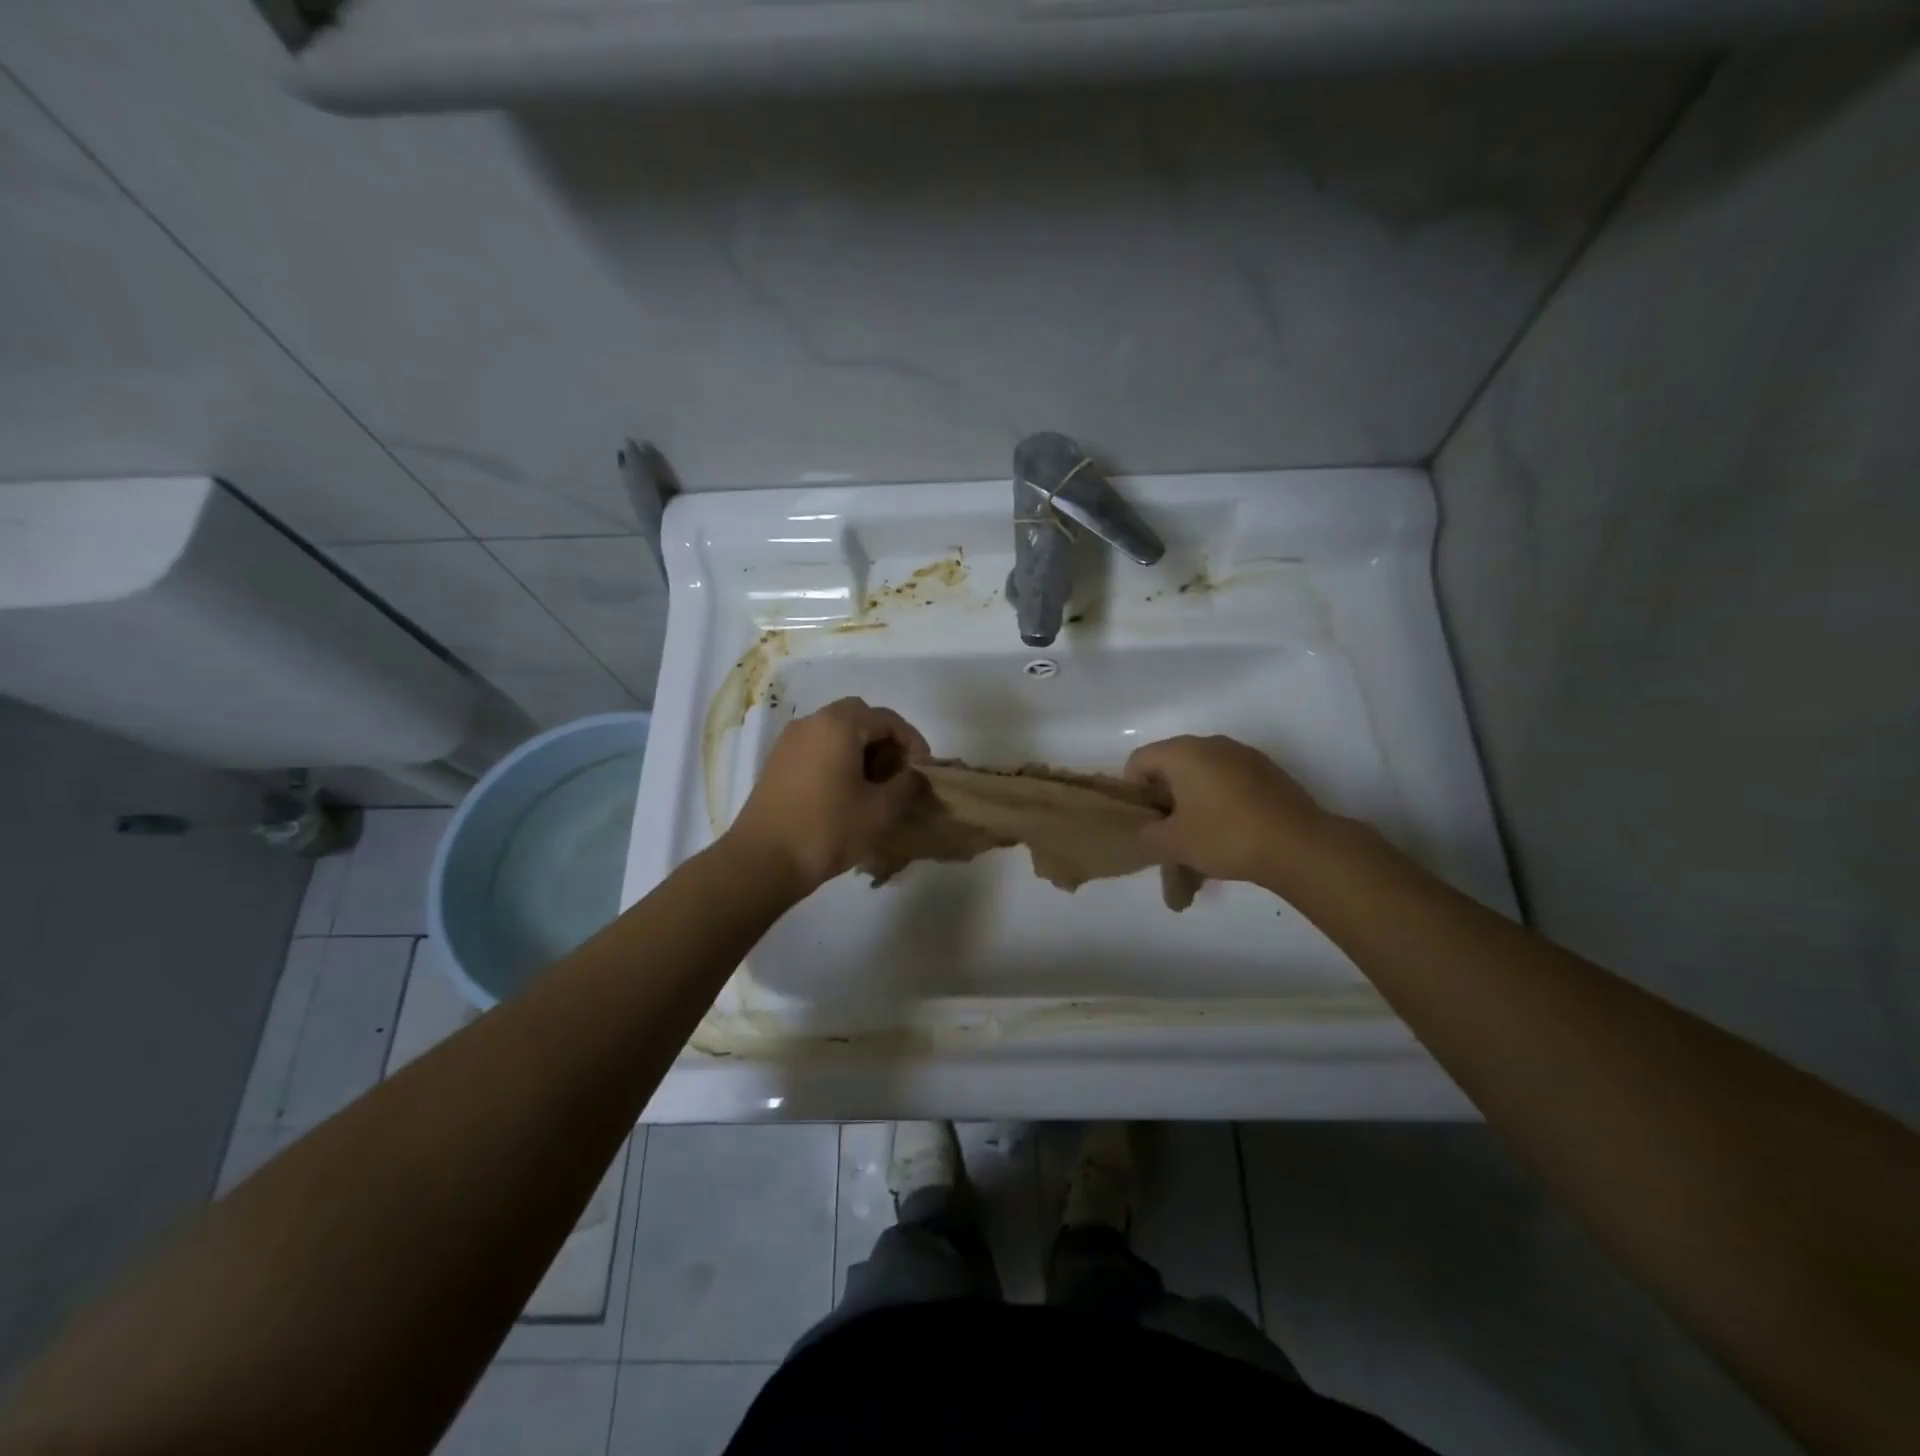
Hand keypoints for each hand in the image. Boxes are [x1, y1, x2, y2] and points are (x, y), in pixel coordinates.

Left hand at [724, 697, 930, 895]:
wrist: (763, 860)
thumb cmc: (828, 829)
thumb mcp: (880, 810)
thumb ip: (906, 784)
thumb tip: (915, 774)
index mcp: (839, 724)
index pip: (887, 719)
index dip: (913, 741)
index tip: (925, 769)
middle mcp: (812, 722)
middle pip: (859, 717)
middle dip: (885, 739)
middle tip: (899, 771)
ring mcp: (789, 741)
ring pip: (836, 730)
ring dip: (861, 748)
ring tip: (876, 784)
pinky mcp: (777, 762)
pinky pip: (817, 746)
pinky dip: (838, 757)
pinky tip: (847, 790)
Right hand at [1125, 734, 1328, 889]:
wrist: (1300, 846)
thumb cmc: (1227, 837)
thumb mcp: (1173, 844)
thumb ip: (1146, 835)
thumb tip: (1144, 829)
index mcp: (1183, 752)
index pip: (1139, 760)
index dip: (1134, 792)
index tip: (1146, 823)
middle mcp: (1211, 743)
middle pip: (1171, 764)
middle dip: (1164, 797)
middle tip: (1170, 831)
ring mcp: (1243, 754)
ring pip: (1202, 773)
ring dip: (1193, 799)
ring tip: (1201, 835)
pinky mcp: (1268, 770)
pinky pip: (1229, 779)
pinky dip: (1220, 800)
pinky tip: (1231, 831)